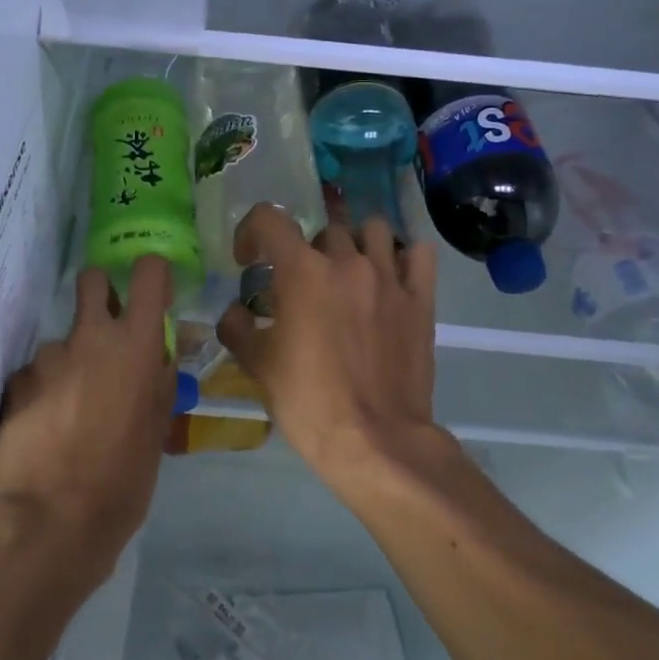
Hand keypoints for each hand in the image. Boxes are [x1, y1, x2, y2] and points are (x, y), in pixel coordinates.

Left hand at [0, 256, 175, 582]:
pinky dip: (43, 391)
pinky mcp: (16, 381)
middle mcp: (90, 338)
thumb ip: (158, 383)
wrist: (55, 518)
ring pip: (63, 341)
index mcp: (135, 346)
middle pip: (93, 280)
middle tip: (105, 331)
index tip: (153, 290)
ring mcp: (48, 358)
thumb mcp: (157, 431)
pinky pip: (37, 374)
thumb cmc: (123, 479)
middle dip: (101, 292)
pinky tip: (47, 427)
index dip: (152, 274)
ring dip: (70, 363)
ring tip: (72, 411)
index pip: (149, 274)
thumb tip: (158, 358)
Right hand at [217, 205, 456, 498]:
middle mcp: (347, 262)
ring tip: (347, 273)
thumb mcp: (257, 365)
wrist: (375, 441)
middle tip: (300, 285)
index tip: (249, 260)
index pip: (270, 218)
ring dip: (354, 243)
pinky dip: (402, 256)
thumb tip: (237, 312)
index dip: (251, 231)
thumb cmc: (308, 401)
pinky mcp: (421, 300)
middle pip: (323, 229)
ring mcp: (390, 278)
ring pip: (373, 229)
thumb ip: (237, 327)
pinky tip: (391, 276)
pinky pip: (417, 254)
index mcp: (302, 272)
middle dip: (304, 251)